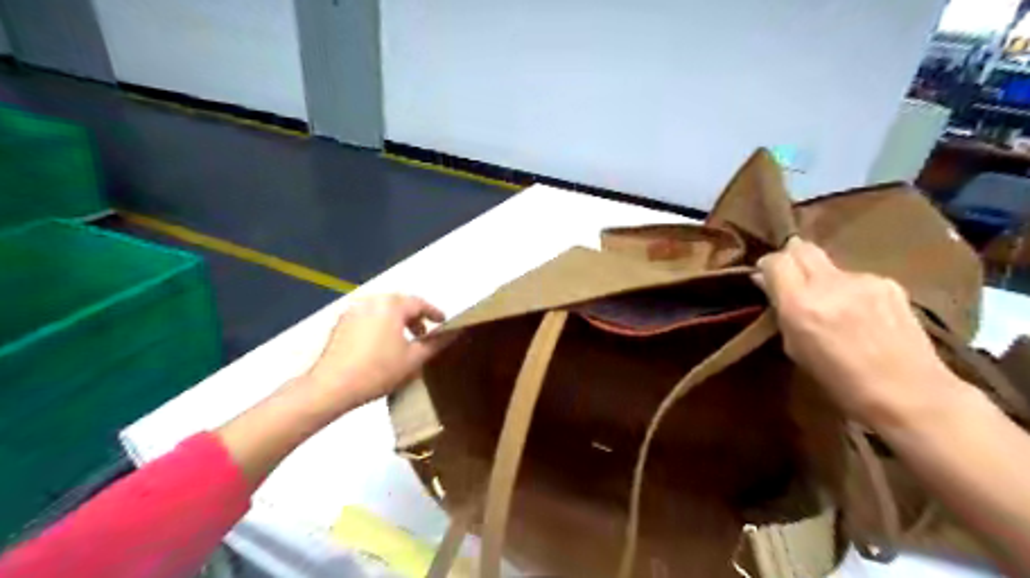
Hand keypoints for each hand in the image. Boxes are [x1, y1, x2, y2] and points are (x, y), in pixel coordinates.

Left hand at [303, 295, 452, 413]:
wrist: (331, 387)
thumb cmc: (378, 370)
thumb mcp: (414, 359)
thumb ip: (436, 343)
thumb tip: (455, 332)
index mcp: (392, 305)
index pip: (420, 303)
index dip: (434, 313)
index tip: (443, 323)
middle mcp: (372, 300)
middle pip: (400, 303)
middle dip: (414, 316)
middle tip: (424, 333)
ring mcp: (353, 310)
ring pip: (383, 310)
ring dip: (397, 321)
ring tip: (403, 341)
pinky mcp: (340, 323)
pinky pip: (368, 317)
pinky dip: (380, 325)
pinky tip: (381, 344)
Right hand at [754, 237, 960, 426]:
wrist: (911, 393)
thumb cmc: (841, 382)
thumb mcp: (795, 349)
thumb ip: (781, 311)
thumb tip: (767, 283)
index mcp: (801, 304)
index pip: (776, 261)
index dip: (767, 266)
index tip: (765, 277)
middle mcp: (830, 284)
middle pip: (802, 248)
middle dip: (791, 257)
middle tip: (790, 277)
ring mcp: (863, 280)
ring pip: (830, 264)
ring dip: (822, 277)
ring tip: (831, 304)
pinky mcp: (889, 283)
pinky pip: (856, 277)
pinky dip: (848, 289)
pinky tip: (859, 313)